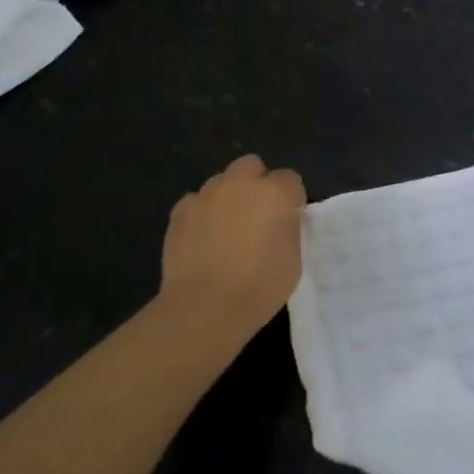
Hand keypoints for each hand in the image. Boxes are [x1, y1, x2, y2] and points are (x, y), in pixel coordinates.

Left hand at [159, 154, 305, 343]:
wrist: (204, 308)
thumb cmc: (259, 287)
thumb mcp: (293, 259)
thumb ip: (289, 229)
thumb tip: (280, 220)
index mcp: (274, 193)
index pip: (291, 179)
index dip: (291, 199)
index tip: (289, 221)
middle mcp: (240, 183)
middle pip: (252, 165)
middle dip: (257, 183)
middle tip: (257, 215)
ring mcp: (206, 195)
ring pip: (222, 181)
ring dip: (229, 196)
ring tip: (226, 229)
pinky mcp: (180, 211)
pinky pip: (196, 201)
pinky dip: (201, 213)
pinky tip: (202, 238)